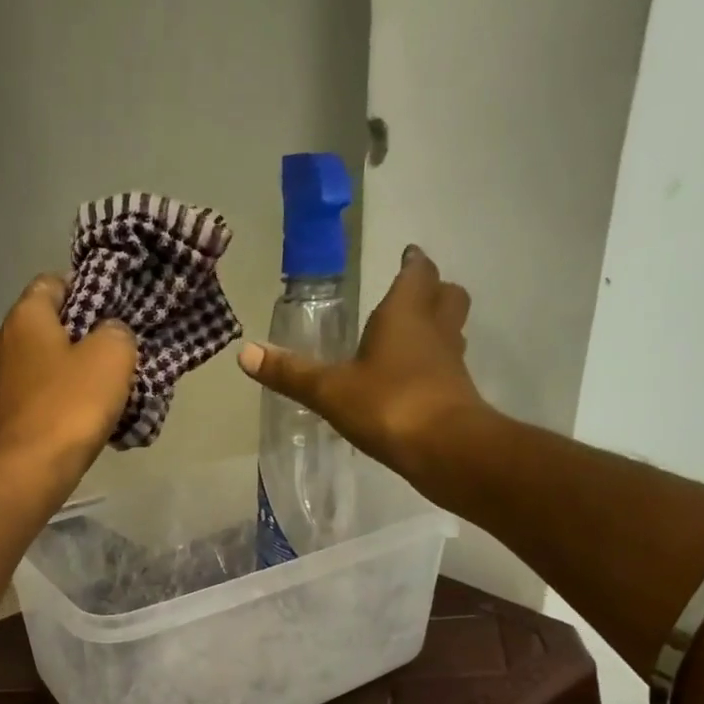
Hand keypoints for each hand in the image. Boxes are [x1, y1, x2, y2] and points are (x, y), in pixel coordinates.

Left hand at [0, 274, 136, 499]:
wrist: (27, 473)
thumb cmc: (69, 407)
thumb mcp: (112, 357)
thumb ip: (117, 333)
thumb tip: (111, 334)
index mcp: (26, 316)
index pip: (54, 282)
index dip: (86, 289)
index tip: (115, 310)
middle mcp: (5, 341)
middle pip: (51, 326)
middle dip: (85, 336)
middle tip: (119, 353)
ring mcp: (1, 382)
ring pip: (48, 364)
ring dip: (76, 373)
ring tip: (110, 390)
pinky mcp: (7, 416)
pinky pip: (43, 397)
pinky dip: (64, 402)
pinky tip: (88, 419)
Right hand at [236, 246, 486, 483]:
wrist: (444, 448)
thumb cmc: (387, 404)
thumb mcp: (329, 390)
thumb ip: (290, 373)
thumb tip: (244, 352)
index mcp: (405, 314)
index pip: (417, 273)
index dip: (412, 263)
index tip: (408, 255)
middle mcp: (435, 330)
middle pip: (447, 295)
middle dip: (433, 290)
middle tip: (415, 294)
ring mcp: (451, 363)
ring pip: (452, 331)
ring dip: (438, 328)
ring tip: (414, 337)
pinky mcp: (458, 395)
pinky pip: (448, 367)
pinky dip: (435, 366)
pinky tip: (413, 382)